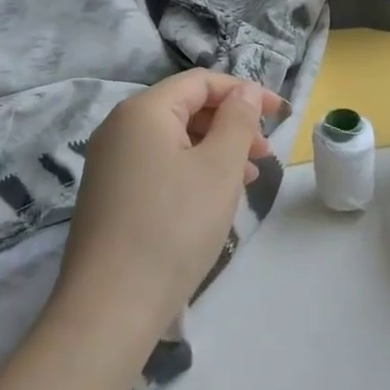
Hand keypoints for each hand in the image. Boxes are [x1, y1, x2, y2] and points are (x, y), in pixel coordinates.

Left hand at [52, 70, 280, 351]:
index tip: (281, 114)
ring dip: (215, 152)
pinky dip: (191, 172)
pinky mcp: (109, 196)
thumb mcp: (219, 168)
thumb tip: (244, 92)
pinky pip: (158, 166)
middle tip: (263, 157)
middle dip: (231, 125)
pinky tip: (212, 202)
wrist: (110, 307)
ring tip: (247, 183)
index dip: (244, 92)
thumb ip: (238, 121)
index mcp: (143, 111)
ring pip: (174, 141)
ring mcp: (109, 163)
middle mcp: (119, 128)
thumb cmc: (174, 226)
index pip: (200, 82)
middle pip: (186, 109)